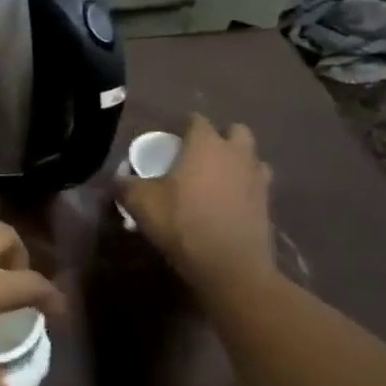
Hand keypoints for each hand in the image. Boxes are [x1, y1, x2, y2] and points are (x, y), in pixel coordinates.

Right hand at [116, 114, 275, 290]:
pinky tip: (228, 202)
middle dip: (220, 137)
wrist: (230, 266)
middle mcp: (236, 154)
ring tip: (217, 177)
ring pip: (252, 157)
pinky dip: (245, 187)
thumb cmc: (182, 223)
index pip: (197, 120)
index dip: (183, 126)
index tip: (170, 139)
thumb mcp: (140, 203)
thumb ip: (125, 185)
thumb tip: (117, 178)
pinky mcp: (267, 204)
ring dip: (238, 161)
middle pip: (236, 131)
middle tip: (198, 155)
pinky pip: (257, 184)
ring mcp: (257, 179)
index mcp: (206, 145)